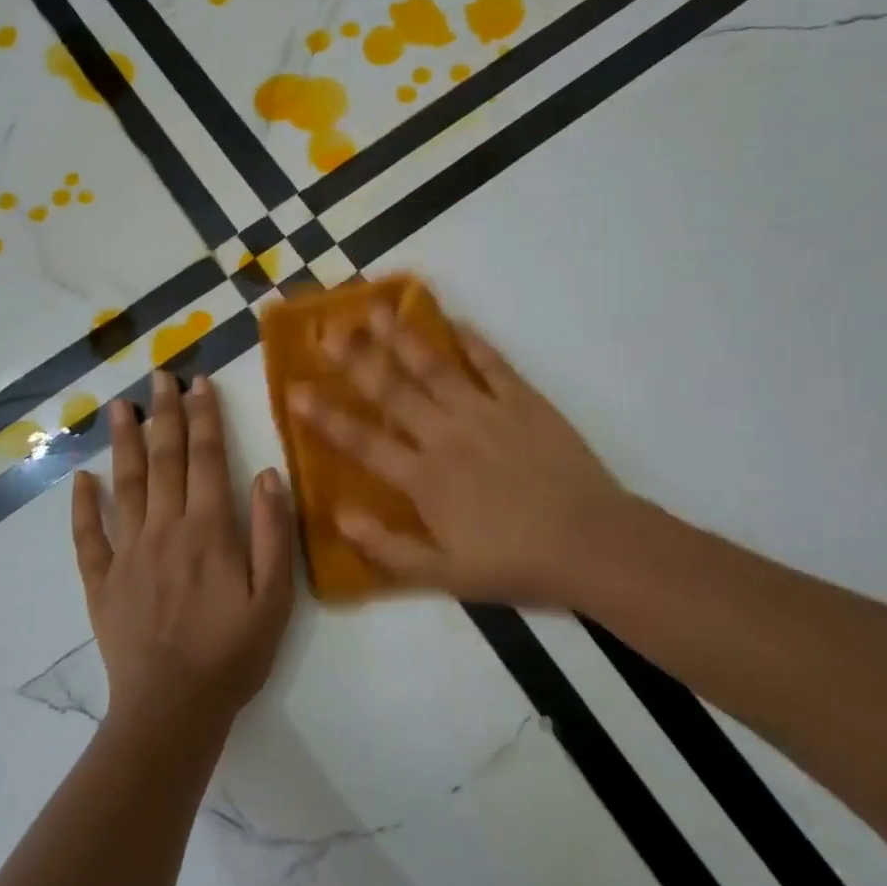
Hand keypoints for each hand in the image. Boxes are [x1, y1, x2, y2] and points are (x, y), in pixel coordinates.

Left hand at [71, 371, 295, 737]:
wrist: (173, 710)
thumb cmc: (232, 651)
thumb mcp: (274, 596)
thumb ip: (271, 531)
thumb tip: (266, 474)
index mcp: (208, 529)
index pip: (206, 458)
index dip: (204, 417)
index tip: (199, 383)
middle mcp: (164, 529)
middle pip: (164, 459)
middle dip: (163, 414)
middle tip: (158, 376)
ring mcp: (128, 553)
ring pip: (124, 485)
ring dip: (123, 442)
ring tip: (118, 406)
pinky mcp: (102, 582)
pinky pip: (87, 536)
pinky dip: (82, 505)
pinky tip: (81, 477)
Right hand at [288, 305, 636, 607]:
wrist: (592, 543)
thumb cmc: (515, 562)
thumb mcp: (444, 576)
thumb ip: (386, 547)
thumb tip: (338, 513)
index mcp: (424, 478)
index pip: (363, 440)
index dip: (325, 415)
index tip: (294, 388)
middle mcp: (447, 434)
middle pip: (393, 389)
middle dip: (356, 358)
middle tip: (327, 329)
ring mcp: (486, 411)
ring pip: (434, 366)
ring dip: (402, 336)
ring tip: (375, 309)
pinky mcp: (524, 400)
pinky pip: (492, 363)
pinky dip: (471, 340)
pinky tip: (453, 321)